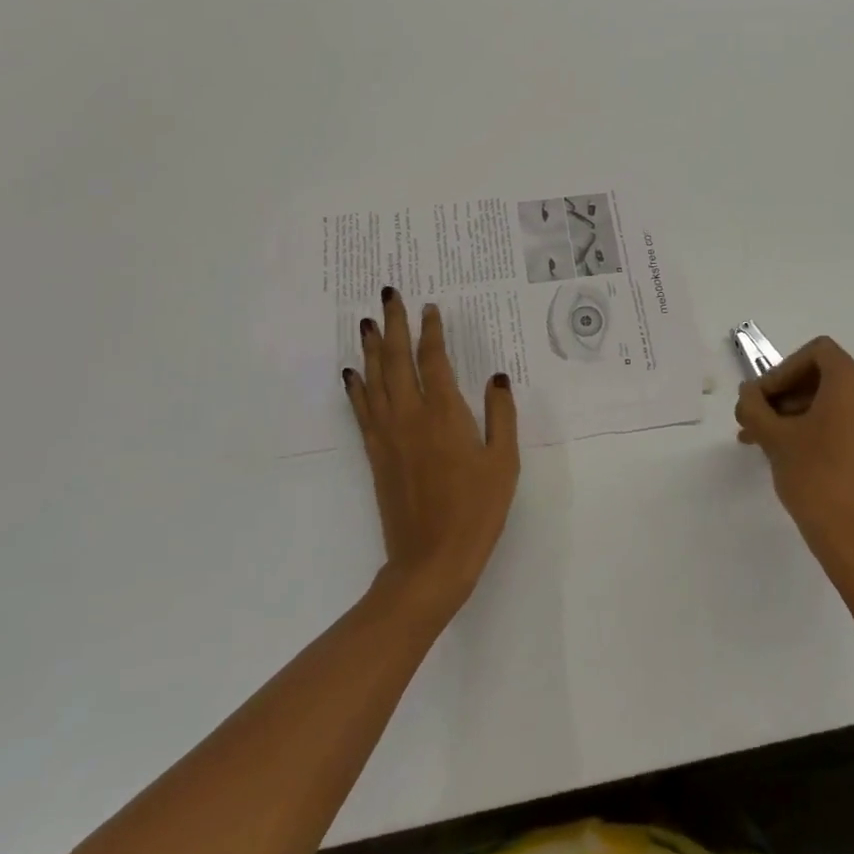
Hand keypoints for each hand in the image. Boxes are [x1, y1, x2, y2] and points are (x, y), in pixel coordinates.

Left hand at [344, 288, 519, 618]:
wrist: (430, 560)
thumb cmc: (476, 510)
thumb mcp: (503, 461)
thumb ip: (500, 414)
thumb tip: (496, 377)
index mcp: (445, 413)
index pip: (433, 359)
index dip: (430, 331)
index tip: (429, 307)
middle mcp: (410, 415)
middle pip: (395, 359)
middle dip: (392, 324)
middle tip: (388, 294)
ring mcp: (387, 434)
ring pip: (374, 379)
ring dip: (369, 347)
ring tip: (366, 321)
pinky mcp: (375, 453)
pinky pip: (362, 409)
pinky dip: (355, 386)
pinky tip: (351, 373)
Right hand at [735, 336, 853, 586]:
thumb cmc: (814, 476)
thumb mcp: (774, 436)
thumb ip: (754, 405)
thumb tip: (748, 393)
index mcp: (853, 383)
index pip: (815, 353)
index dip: (782, 370)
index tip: (761, 399)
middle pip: (822, 376)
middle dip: (783, 394)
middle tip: (753, 419)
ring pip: (830, 401)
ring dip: (793, 413)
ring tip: (761, 439)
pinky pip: (843, 421)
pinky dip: (814, 426)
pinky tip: (785, 450)